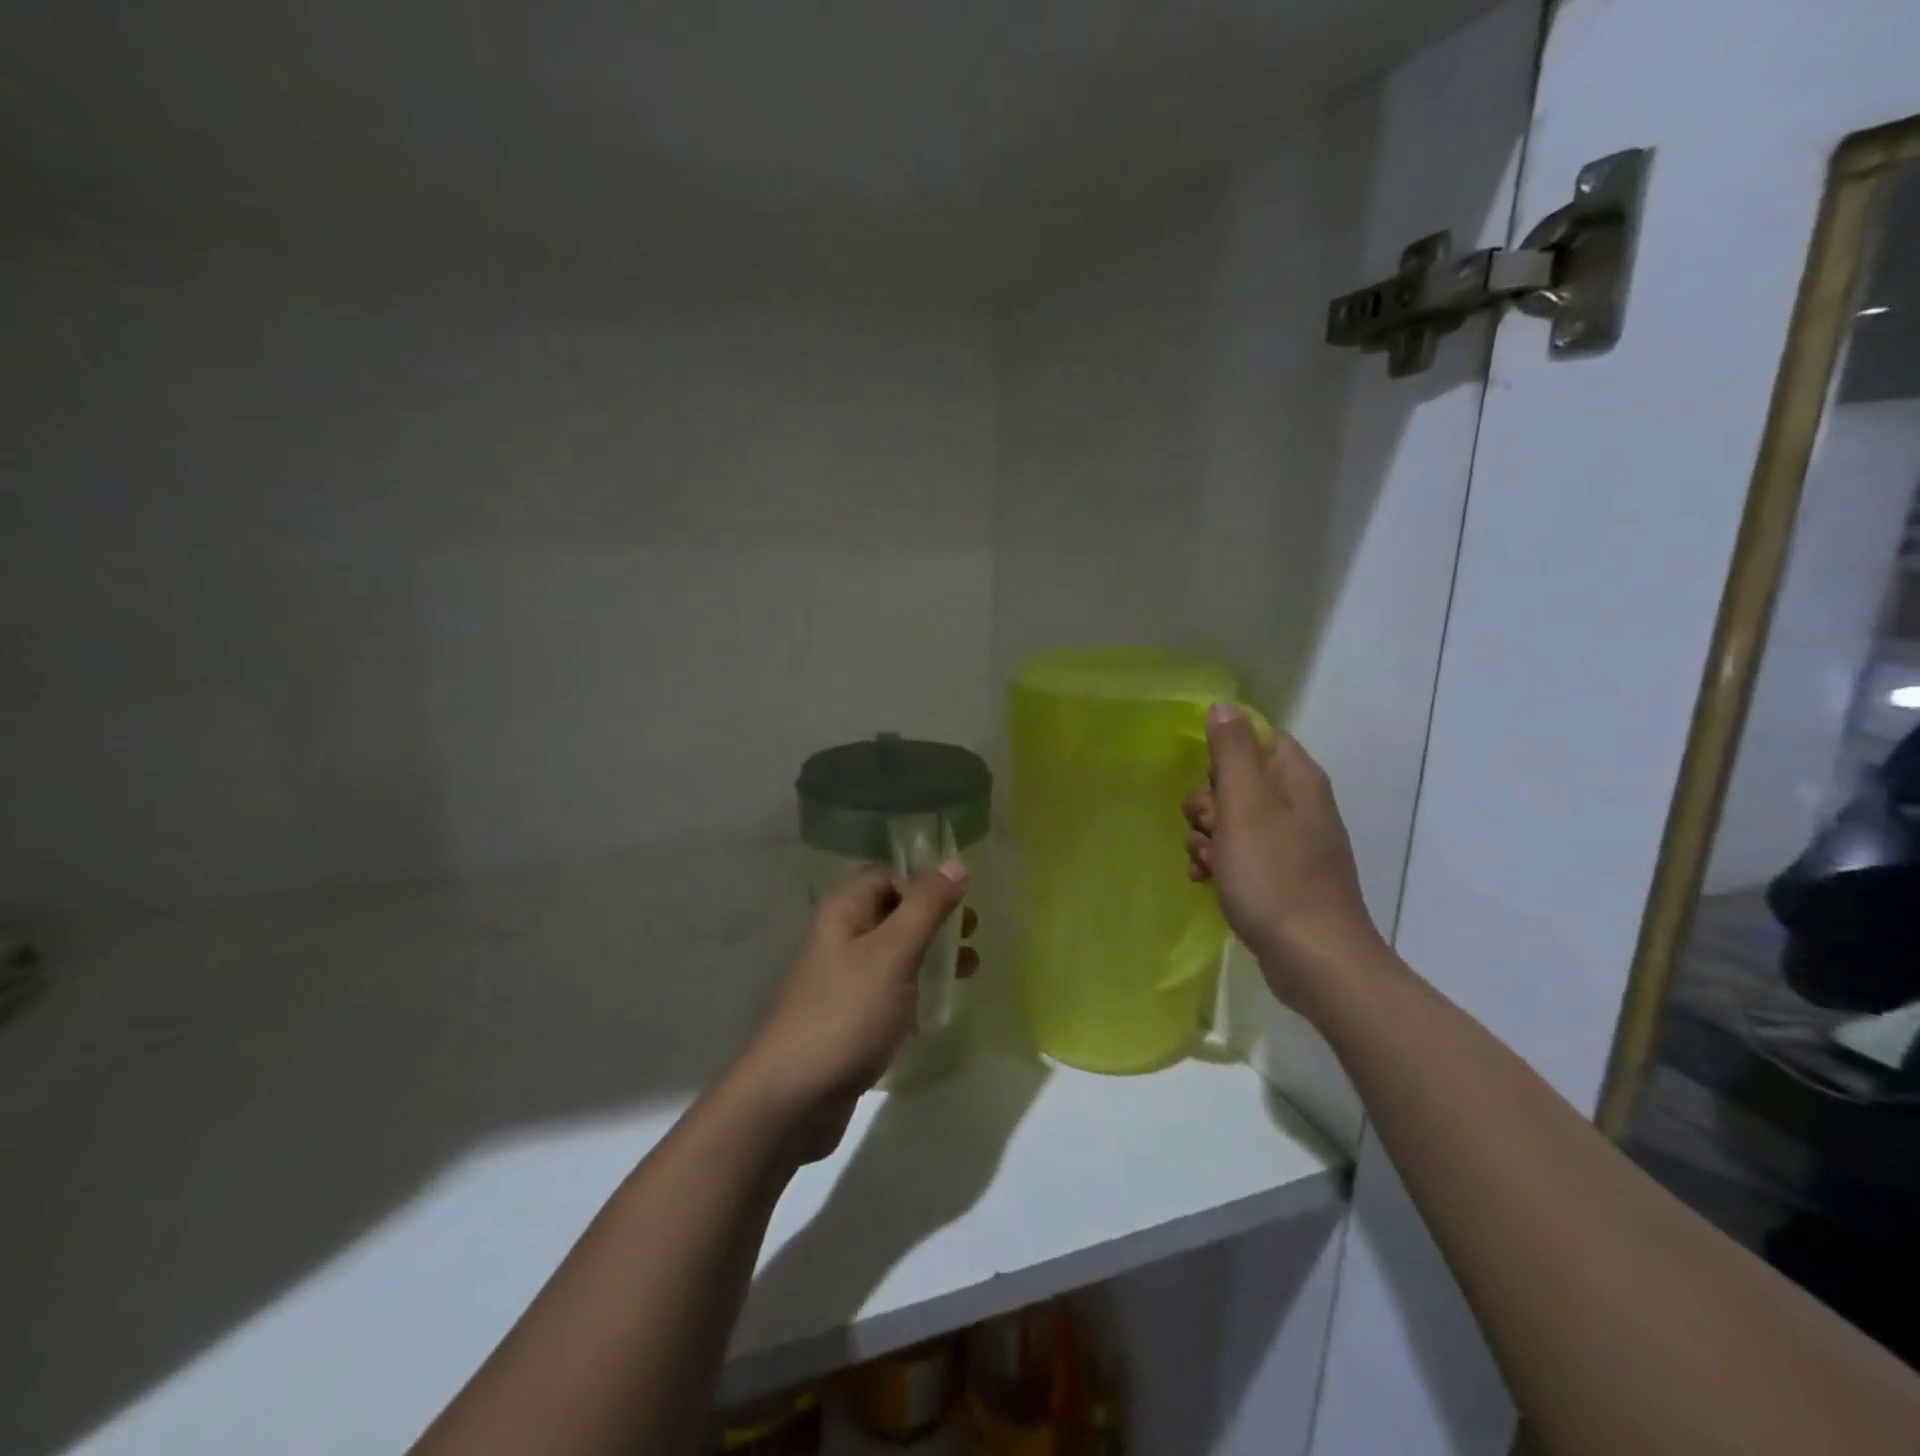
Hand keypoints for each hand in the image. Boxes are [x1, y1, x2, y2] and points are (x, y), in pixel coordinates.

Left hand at [739, 863, 975, 1159]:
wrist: (793, 1097)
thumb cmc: (847, 1013)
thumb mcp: (893, 953)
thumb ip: (926, 906)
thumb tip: (956, 862)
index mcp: (845, 911)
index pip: (888, 876)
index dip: (924, 883)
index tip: (963, 902)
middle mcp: (841, 936)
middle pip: (894, 912)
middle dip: (935, 919)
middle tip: (972, 934)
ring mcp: (843, 979)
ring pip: (895, 951)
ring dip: (931, 954)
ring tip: (969, 969)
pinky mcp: (849, 1015)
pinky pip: (889, 988)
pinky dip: (916, 987)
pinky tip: (938, 1004)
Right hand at [1183, 705, 1384, 1008]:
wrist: (1313, 958)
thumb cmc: (1273, 875)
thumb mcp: (1244, 806)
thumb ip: (1232, 753)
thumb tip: (1224, 706)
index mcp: (1296, 779)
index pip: (1257, 739)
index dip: (1223, 756)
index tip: (1208, 782)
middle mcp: (1299, 805)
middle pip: (1239, 782)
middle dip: (1209, 803)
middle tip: (1208, 828)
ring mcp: (1293, 843)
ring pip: (1234, 821)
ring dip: (1208, 837)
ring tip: (1206, 862)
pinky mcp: (1283, 877)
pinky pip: (1242, 855)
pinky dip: (1221, 863)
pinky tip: (1204, 880)